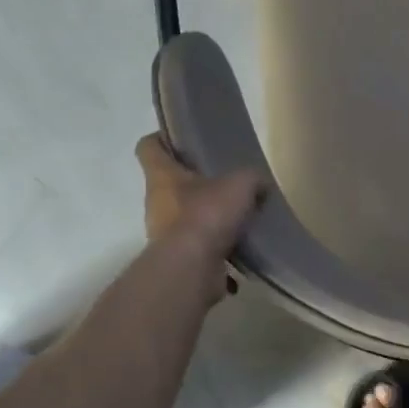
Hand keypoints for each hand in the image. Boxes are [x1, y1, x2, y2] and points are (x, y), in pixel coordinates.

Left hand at [135, 135, 262, 277]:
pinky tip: (242, 251)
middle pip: (171, 184)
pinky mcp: (179, 259)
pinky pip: (200, 248)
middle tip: (226, 182)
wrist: (192, 268)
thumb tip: (259, 184)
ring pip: (186, 217)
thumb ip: (251, 178)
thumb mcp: (240, 184)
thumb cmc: (207, 215)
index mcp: (163, 176)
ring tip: (239, 219)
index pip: (149, 147)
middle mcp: (157, 202)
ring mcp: (165, 233)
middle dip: (196, 183)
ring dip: (209, 218)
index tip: (183, 140)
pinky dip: (219, 250)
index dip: (162, 139)